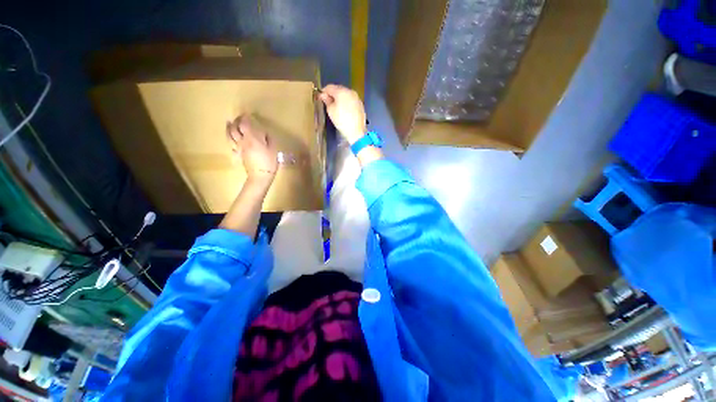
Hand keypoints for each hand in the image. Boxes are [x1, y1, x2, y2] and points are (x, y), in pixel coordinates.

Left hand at [227, 115, 277, 186]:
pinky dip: (229, 139)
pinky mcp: (237, 155)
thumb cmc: (269, 162)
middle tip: (239, 118)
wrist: (260, 176)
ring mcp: (238, 148)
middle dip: (236, 121)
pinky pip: (231, 145)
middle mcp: (242, 141)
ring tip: (229, 123)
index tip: (247, 114)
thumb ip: (268, 139)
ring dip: (229, 128)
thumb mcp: (273, 149)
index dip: (245, 118)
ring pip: (229, 135)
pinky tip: (230, 137)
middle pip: (235, 128)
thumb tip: (264, 133)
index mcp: (252, 138)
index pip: (245, 124)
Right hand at [319, 84, 366, 144]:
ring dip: (340, 98)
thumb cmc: (342, 121)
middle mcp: (350, 91)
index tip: (320, 98)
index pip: (330, 87)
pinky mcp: (360, 104)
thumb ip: (327, 101)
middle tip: (328, 103)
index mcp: (341, 91)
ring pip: (345, 94)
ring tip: (336, 107)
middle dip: (332, 94)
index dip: (324, 92)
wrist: (356, 131)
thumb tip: (323, 95)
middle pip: (338, 89)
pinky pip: (351, 100)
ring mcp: (357, 98)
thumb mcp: (331, 111)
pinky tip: (344, 110)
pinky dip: (346, 103)